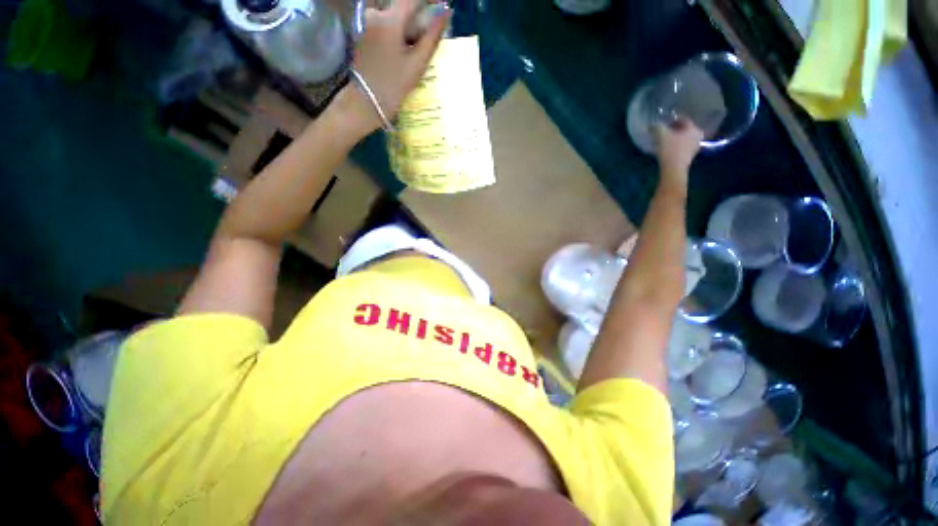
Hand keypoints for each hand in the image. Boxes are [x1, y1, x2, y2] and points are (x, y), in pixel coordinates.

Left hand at [343, 0, 451, 132]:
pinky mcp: (363, 31)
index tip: (442, 6)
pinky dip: (398, 31)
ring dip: (408, 25)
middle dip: (418, 16)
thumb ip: (432, 36)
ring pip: (394, 15)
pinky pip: (385, 23)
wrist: (366, 101)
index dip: (430, 1)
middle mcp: (376, 13)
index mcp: (390, 19)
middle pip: (403, 6)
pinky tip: (403, 50)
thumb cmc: (394, 86)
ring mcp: (367, 22)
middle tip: (430, 34)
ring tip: (416, 47)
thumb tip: (446, 12)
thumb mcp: (417, 63)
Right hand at [653, 117, 703, 175]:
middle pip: (685, 129)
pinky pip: (683, 146)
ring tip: (666, 139)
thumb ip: (656, 127)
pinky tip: (668, 148)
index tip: (664, 122)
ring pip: (685, 138)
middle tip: (665, 130)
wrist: (674, 169)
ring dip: (676, 137)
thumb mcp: (661, 135)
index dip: (673, 119)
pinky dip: (677, 145)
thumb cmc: (670, 149)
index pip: (684, 120)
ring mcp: (695, 147)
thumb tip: (650, 125)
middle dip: (675, 129)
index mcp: (693, 129)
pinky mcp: (689, 156)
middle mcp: (697, 136)